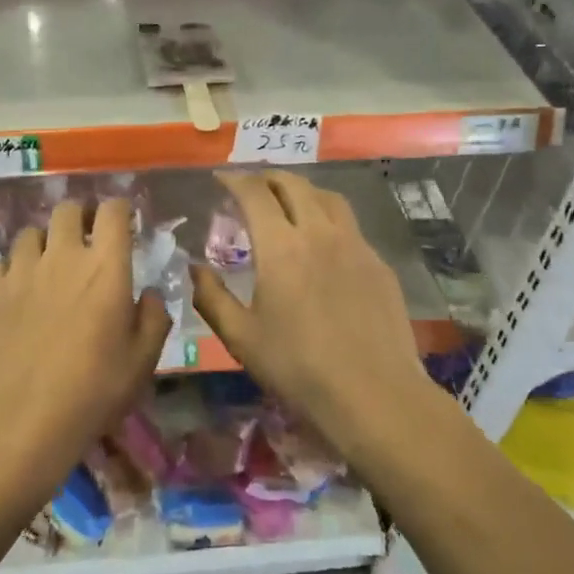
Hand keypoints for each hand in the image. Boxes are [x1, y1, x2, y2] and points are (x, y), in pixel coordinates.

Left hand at [0, 198, 170, 506]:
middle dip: (80, 218)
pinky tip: (14, 294)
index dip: (120, 211)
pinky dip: (10, 271)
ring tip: (46, 267)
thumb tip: (148, 294)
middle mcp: (61, 255)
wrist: (22, 421)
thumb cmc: (93, 390)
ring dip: (43, 243)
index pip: (113, 211)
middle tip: (85, 242)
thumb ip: (153, 318)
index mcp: (105, 266)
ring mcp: (20, 270)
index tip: (123, 224)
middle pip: (67, 210)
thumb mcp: (142, 361)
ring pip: (30, 233)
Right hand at [191, 171, 432, 454]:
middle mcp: (320, 233)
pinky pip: (350, 226)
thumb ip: (212, 298)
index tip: (221, 179)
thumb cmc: (298, 368)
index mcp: (281, 247)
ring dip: (302, 191)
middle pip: (294, 185)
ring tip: (289, 203)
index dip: (234, 180)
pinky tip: (324, 245)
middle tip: (252, 187)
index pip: (254, 193)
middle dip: (268, 178)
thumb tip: (194, 268)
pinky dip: (328, 219)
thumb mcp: (241, 338)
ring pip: (329, 198)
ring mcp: (356, 246)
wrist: (374, 395)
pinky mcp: (379, 265)